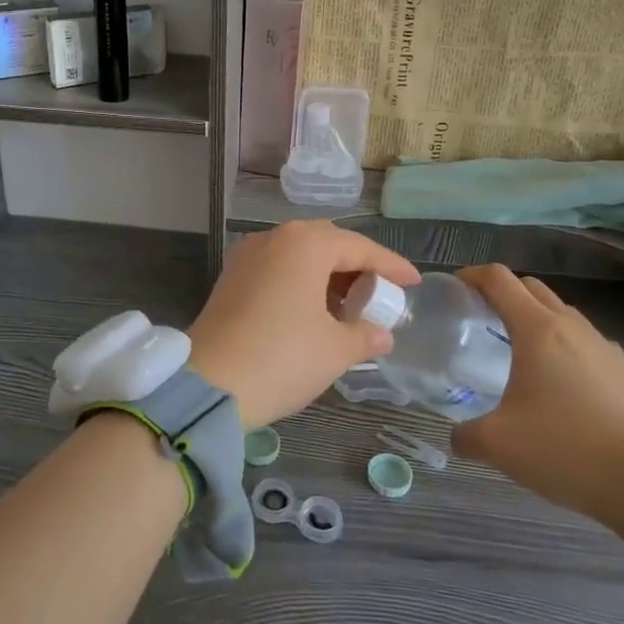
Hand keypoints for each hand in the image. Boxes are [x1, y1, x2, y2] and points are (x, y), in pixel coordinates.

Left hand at [188, 221, 418, 428]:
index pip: (360, 247)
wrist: (210, 385)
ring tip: (350, 308)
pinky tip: (314, 313)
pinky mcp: (231, 278)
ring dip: (327, 276)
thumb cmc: (283, 357)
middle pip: (327, 244)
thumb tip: (382, 334)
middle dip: (357, 267)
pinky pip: (277, 270)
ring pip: (299, 256)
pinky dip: (301, 284)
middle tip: (380, 293)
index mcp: (305, 243)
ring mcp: (247, 256)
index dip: (391, 266)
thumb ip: (364, 335)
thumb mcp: (335, 349)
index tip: (413, 281)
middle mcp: (274, 238)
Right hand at [450, 265, 623, 548]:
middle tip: (482, 317)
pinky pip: (587, 343)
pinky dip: (565, 347)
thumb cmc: (564, 450)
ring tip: (520, 351)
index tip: (455, 289)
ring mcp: (604, 347)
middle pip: (531, 287)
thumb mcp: (498, 445)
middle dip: (503, 292)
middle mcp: (571, 327)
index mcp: (536, 330)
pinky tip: (561, 384)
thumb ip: (465, 435)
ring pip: (562, 313)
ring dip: (536, 318)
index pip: (499, 279)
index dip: (472, 275)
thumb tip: (457, 437)